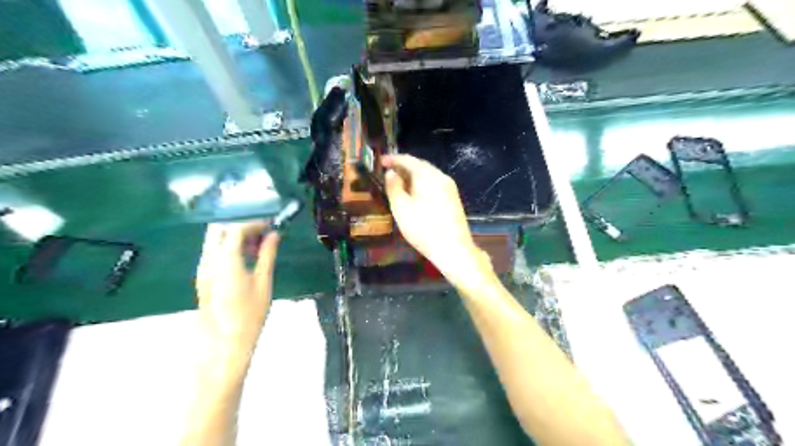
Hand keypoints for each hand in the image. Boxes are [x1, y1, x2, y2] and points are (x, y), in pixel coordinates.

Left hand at [195, 221, 278, 356]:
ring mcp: (203, 269)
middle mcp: (209, 260)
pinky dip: (229, 248)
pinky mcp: (203, 277)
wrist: (224, 342)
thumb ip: (267, 255)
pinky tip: (247, 259)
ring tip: (258, 247)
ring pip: (215, 240)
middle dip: (241, 226)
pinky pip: (214, 252)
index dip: (255, 224)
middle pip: (219, 229)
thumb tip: (274, 235)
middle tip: (262, 234)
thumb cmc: (249, 314)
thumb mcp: (264, 282)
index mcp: (225, 260)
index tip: (271, 226)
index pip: (236, 229)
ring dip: (235, 237)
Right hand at [383, 154, 490, 285]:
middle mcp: (441, 177)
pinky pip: (433, 184)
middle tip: (387, 173)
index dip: (393, 159)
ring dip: (411, 176)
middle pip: (420, 165)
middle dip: (403, 167)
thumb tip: (391, 173)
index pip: (409, 160)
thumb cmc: (424, 229)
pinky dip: (421, 184)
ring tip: (397, 184)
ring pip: (427, 175)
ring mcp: (450, 187)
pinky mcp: (453, 198)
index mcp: (429, 176)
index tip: (380, 162)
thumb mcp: (402, 209)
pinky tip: (413, 194)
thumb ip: (394, 188)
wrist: (454, 249)